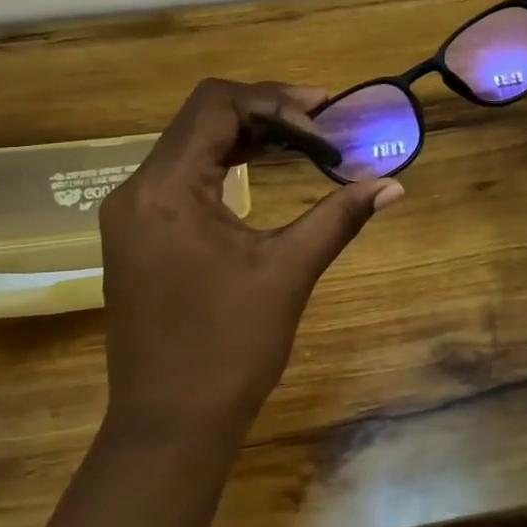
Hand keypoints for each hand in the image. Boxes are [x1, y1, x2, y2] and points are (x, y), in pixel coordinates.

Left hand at [98, 79, 404, 446]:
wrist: (169, 425)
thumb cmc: (229, 349)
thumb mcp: (288, 272)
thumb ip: (339, 217)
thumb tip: (393, 186)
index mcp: (166, 190)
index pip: (216, 106)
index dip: (277, 101)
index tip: (327, 118)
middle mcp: (137, 190)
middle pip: (201, 117)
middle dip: (265, 111)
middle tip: (323, 122)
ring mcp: (132, 213)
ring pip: (191, 144)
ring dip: (247, 134)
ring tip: (304, 139)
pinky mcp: (139, 234)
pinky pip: (183, 175)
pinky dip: (227, 162)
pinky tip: (266, 167)